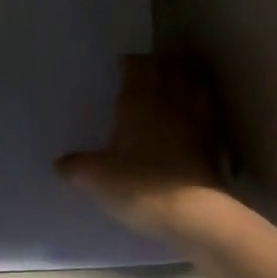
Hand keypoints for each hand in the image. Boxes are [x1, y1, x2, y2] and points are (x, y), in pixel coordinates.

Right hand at [57, 55, 228, 237]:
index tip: (123, 64)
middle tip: (151, 69)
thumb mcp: (95, 178)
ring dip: (189, 80)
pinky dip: (205, 108)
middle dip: (163, 64)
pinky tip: (197, 117)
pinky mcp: (217, 146)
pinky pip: (212, 115)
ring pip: (198, 87)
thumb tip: (60, 164)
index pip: (139, 67)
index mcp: (139, 104)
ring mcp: (198, 123)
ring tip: (178, 84)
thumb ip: (75, 167)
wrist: (192, 215)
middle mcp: (171, 105)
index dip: (132, 62)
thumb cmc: (138, 186)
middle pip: (173, 70)